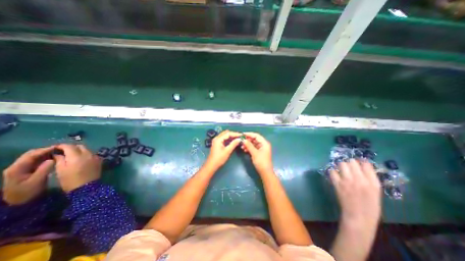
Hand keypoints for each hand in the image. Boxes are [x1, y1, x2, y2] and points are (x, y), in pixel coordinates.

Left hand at [2, 146, 54, 203]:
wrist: (19, 202)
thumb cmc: (28, 192)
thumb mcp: (36, 181)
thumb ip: (44, 169)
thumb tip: (53, 159)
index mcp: (17, 168)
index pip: (31, 155)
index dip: (45, 150)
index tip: (59, 147)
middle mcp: (17, 166)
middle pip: (31, 154)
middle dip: (45, 150)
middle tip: (60, 149)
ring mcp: (21, 169)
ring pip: (34, 157)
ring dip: (46, 154)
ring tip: (59, 152)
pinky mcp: (26, 170)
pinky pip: (36, 161)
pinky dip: (45, 157)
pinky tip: (54, 158)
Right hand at [55, 143, 101, 191]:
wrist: (87, 187)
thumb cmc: (70, 180)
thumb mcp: (60, 170)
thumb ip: (60, 159)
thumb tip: (58, 153)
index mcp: (77, 156)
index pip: (69, 146)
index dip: (61, 146)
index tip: (55, 148)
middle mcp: (88, 154)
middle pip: (80, 146)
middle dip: (71, 147)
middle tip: (64, 152)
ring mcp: (96, 156)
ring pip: (87, 149)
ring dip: (79, 150)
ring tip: (72, 156)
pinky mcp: (99, 160)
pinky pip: (92, 154)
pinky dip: (85, 154)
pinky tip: (80, 159)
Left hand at [204, 130, 241, 170]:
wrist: (211, 165)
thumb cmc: (219, 158)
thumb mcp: (227, 151)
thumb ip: (233, 144)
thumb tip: (239, 139)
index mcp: (218, 139)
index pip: (228, 133)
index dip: (235, 134)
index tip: (241, 135)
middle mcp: (217, 138)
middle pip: (226, 133)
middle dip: (233, 134)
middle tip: (240, 136)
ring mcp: (216, 141)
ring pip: (225, 135)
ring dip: (231, 136)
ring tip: (237, 138)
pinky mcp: (217, 143)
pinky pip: (224, 139)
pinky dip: (228, 139)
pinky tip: (233, 141)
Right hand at [242, 132, 273, 173]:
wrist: (265, 172)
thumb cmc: (261, 162)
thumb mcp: (254, 153)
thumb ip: (249, 145)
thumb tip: (243, 140)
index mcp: (264, 143)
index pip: (256, 135)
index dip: (249, 134)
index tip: (242, 134)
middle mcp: (263, 144)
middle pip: (254, 139)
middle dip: (248, 140)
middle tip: (241, 141)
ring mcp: (261, 148)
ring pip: (253, 143)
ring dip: (247, 144)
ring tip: (242, 146)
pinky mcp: (259, 152)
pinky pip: (253, 148)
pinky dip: (249, 148)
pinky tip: (244, 149)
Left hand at [328, 160, 378, 224]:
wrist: (359, 217)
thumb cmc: (370, 206)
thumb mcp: (376, 192)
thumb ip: (370, 178)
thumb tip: (362, 166)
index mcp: (373, 182)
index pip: (366, 164)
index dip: (361, 162)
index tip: (358, 163)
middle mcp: (360, 179)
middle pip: (352, 162)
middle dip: (350, 163)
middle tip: (349, 167)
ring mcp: (347, 181)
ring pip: (341, 164)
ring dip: (341, 166)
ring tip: (342, 170)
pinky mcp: (337, 183)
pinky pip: (332, 171)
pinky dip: (333, 172)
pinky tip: (336, 175)